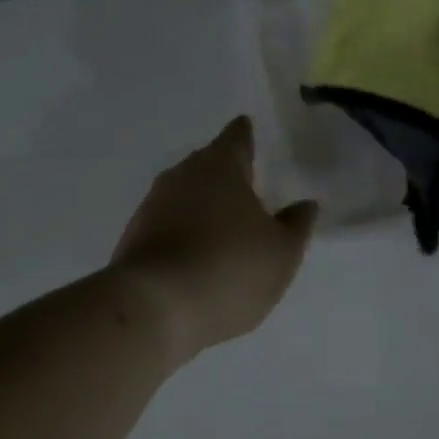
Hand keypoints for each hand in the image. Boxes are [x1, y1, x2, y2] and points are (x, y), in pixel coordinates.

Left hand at [112, 117, 317, 363]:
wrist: (153, 308)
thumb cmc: (229, 270)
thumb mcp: (281, 253)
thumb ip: (296, 225)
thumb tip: (304, 204)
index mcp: (220, 166)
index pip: (236, 137)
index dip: (246, 135)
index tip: (250, 131)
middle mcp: (181, 175)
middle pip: (207, 163)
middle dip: (225, 172)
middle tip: (247, 185)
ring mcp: (152, 205)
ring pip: (184, 194)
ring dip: (202, 204)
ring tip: (224, 224)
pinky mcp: (134, 237)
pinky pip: (167, 224)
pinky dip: (183, 231)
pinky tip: (196, 254)